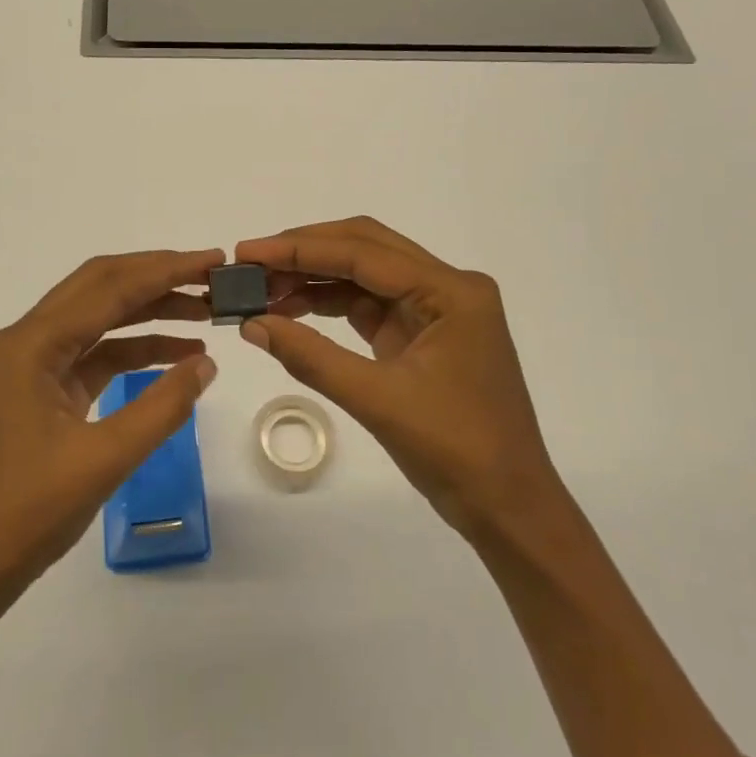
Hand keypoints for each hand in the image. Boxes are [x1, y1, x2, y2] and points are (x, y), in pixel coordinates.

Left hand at [0, 249, 222, 605]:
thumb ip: (162, 407)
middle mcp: (25, 342)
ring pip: (97, 319)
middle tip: (211, 277)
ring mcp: (29, 366)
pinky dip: (132, 350)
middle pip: (99, 288)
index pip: (109, 288)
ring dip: (148, 312)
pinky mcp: (39, 391)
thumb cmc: (27, 513)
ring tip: (203, 313)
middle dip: (157, 277)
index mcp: (30, 345)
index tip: (214, 260)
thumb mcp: (105, 459)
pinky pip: (92, 354)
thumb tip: (206, 364)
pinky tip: (174, 356)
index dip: (166, 270)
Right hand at [236, 217, 560, 543]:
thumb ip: (311, 357)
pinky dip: (331, 305)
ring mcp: (437, 310)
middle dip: (305, 253)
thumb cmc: (455, 451)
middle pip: (366, 249)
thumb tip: (251, 324)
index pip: (363, 252)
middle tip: (250, 264)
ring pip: (365, 275)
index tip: (247, 252)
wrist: (508, 507)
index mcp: (450, 291)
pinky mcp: (423, 334)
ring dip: (315, 279)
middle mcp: (448, 287)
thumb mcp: (378, 401)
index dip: (299, 249)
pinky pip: (370, 305)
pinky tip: (293, 311)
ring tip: (262, 290)